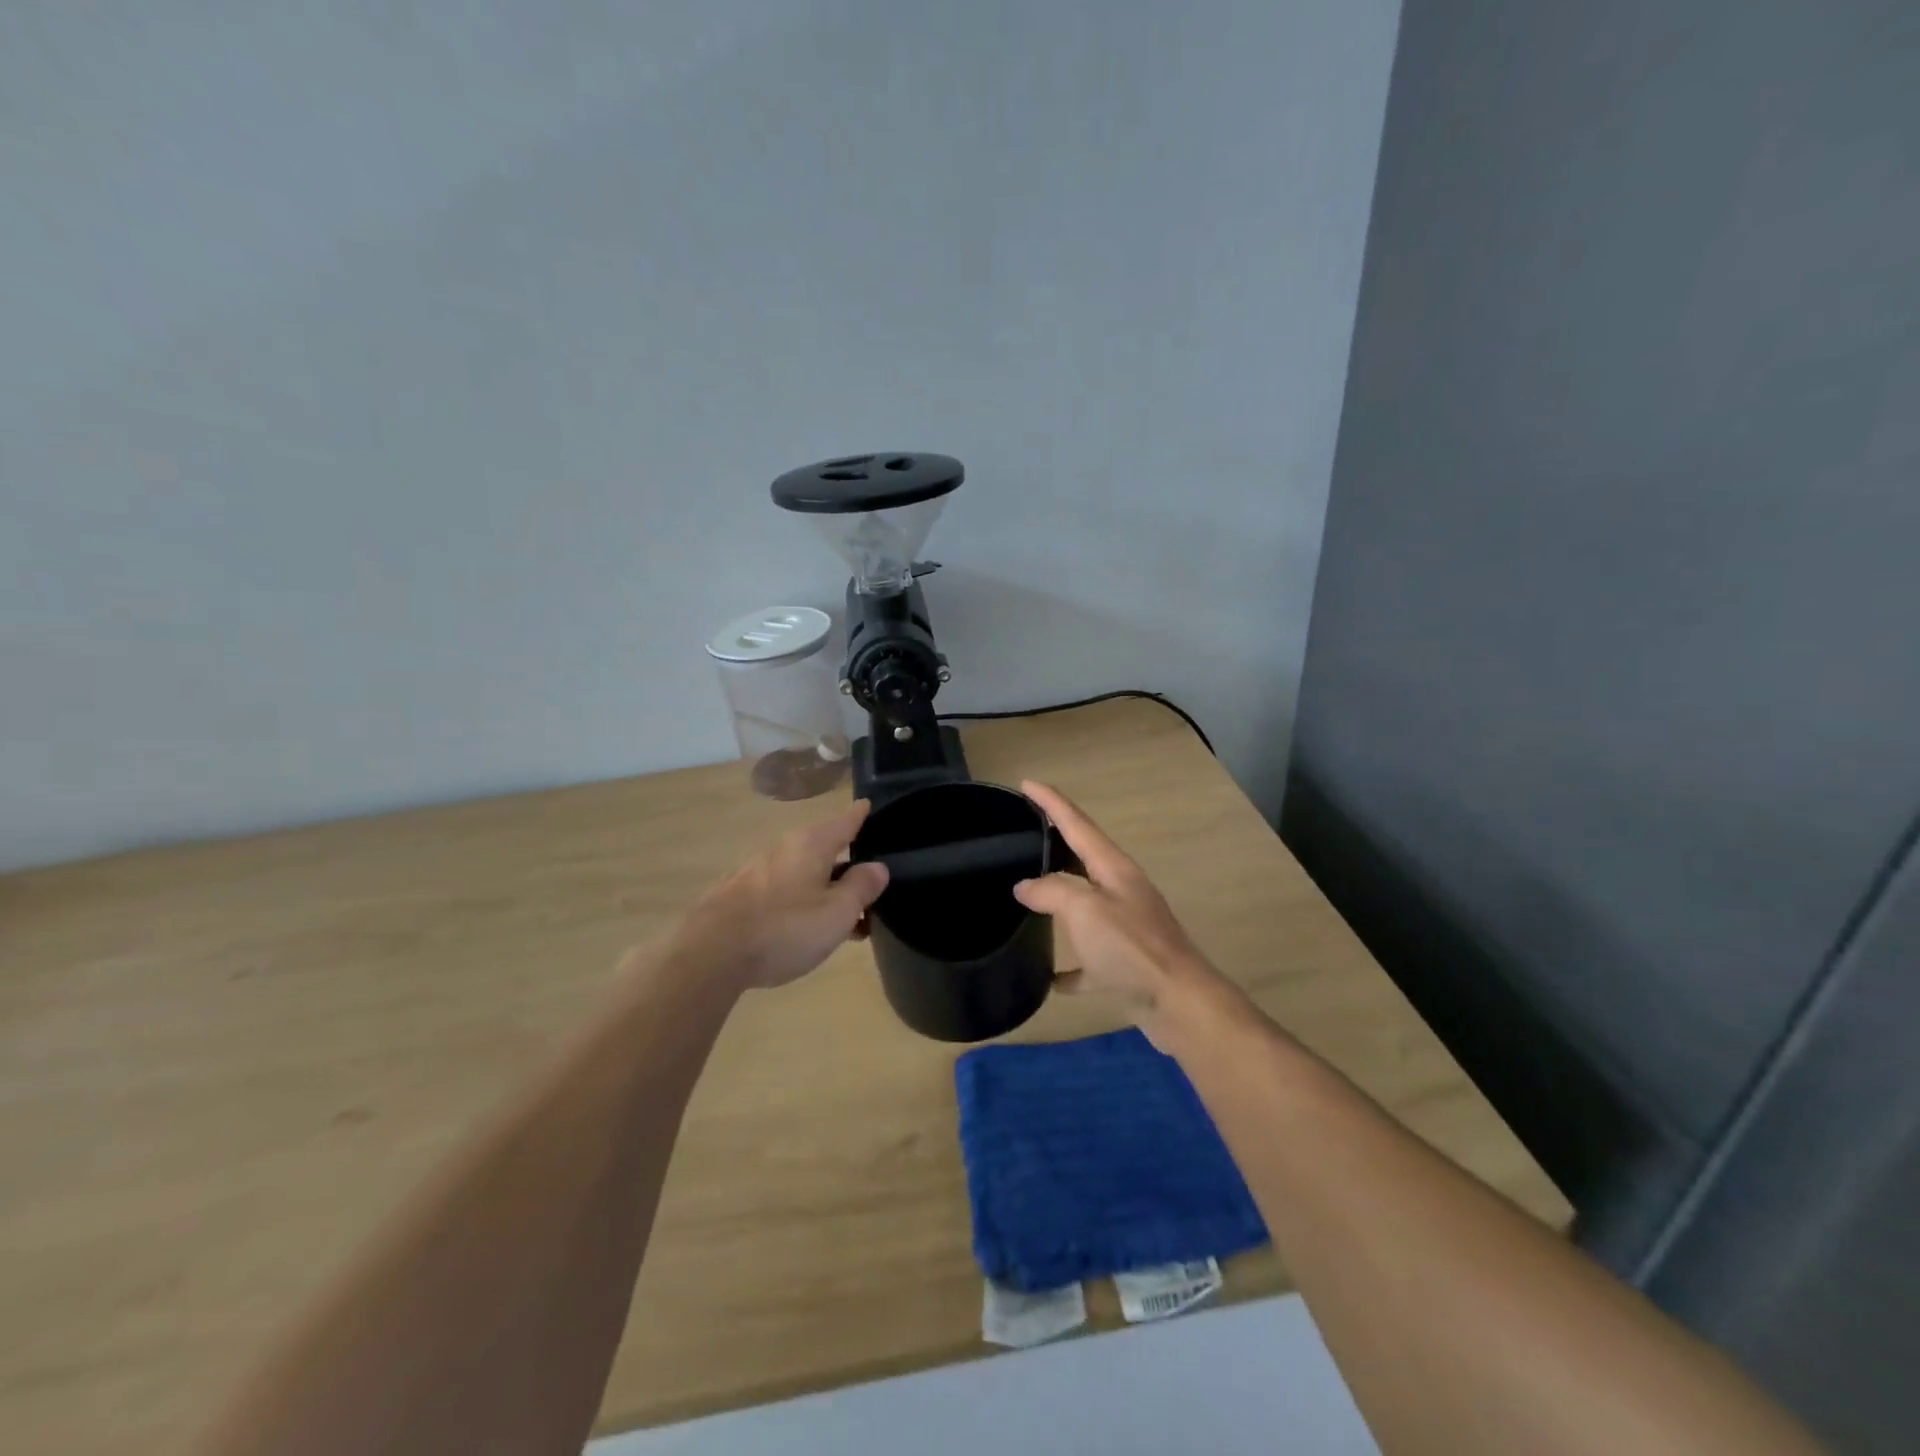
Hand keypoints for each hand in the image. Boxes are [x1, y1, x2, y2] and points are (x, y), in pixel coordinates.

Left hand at [676, 800, 890, 990]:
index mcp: (811, 844)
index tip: (872, 806)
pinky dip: (799, 903)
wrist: (709, 955)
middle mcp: (783, 848)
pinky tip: (802, 930)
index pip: (845, 820)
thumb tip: (878, 867)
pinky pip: (781, 892)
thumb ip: (861, 887)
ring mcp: (756, 871)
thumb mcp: (837, 912)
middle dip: (846, 865)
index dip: (862, 814)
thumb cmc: (784, 928)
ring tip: (841, 919)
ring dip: (823, 890)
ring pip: (802, 873)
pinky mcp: (737, 896)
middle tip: (870, 888)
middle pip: (823, 848)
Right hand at [1013, 781, 1226, 1047]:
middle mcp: (1121, 891)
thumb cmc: (1130, 948)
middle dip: (1056, 842)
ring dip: (1061, 898)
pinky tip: (1051, 977)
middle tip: (1025, 831)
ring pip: (1086, 905)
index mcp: (1113, 869)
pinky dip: (1072, 965)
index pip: (1077, 824)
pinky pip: (1090, 958)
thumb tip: (1025, 886)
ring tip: (1029, 893)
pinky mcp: (1125, 963)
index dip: (1051, 802)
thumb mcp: (1083, 910)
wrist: (1179, 1003)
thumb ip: (1051, 891)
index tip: (1026, 783)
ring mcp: (1126, 927)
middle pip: (1084, 858)